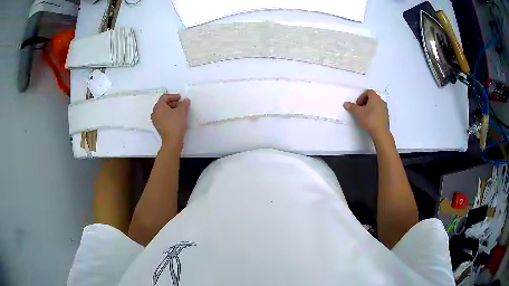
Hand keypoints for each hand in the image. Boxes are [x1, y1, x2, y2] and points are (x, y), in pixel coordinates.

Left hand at [151, 94, 189, 150]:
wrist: (172, 140)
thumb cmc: (176, 123)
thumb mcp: (182, 111)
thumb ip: (184, 103)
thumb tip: (185, 100)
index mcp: (159, 106)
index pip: (164, 97)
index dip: (173, 96)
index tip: (180, 98)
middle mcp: (155, 112)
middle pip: (163, 103)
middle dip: (172, 102)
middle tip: (180, 104)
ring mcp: (155, 120)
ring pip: (162, 110)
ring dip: (170, 109)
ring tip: (179, 111)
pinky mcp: (158, 126)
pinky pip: (162, 117)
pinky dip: (168, 115)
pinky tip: (175, 118)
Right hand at [343, 89, 389, 139]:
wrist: (380, 133)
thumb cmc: (369, 120)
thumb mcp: (358, 113)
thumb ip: (351, 107)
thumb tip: (346, 104)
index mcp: (375, 97)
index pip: (368, 92)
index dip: (361, 97)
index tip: (358, 105)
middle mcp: (381, 101)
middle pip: (372, 98)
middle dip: (365, 102)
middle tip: (360, 109)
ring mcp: (385, 108)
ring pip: (376, 104)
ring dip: (370, 108)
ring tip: (365, 115)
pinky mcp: (386, 116)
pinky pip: (379, 111)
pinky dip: (374, 113)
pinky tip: (370, 120)